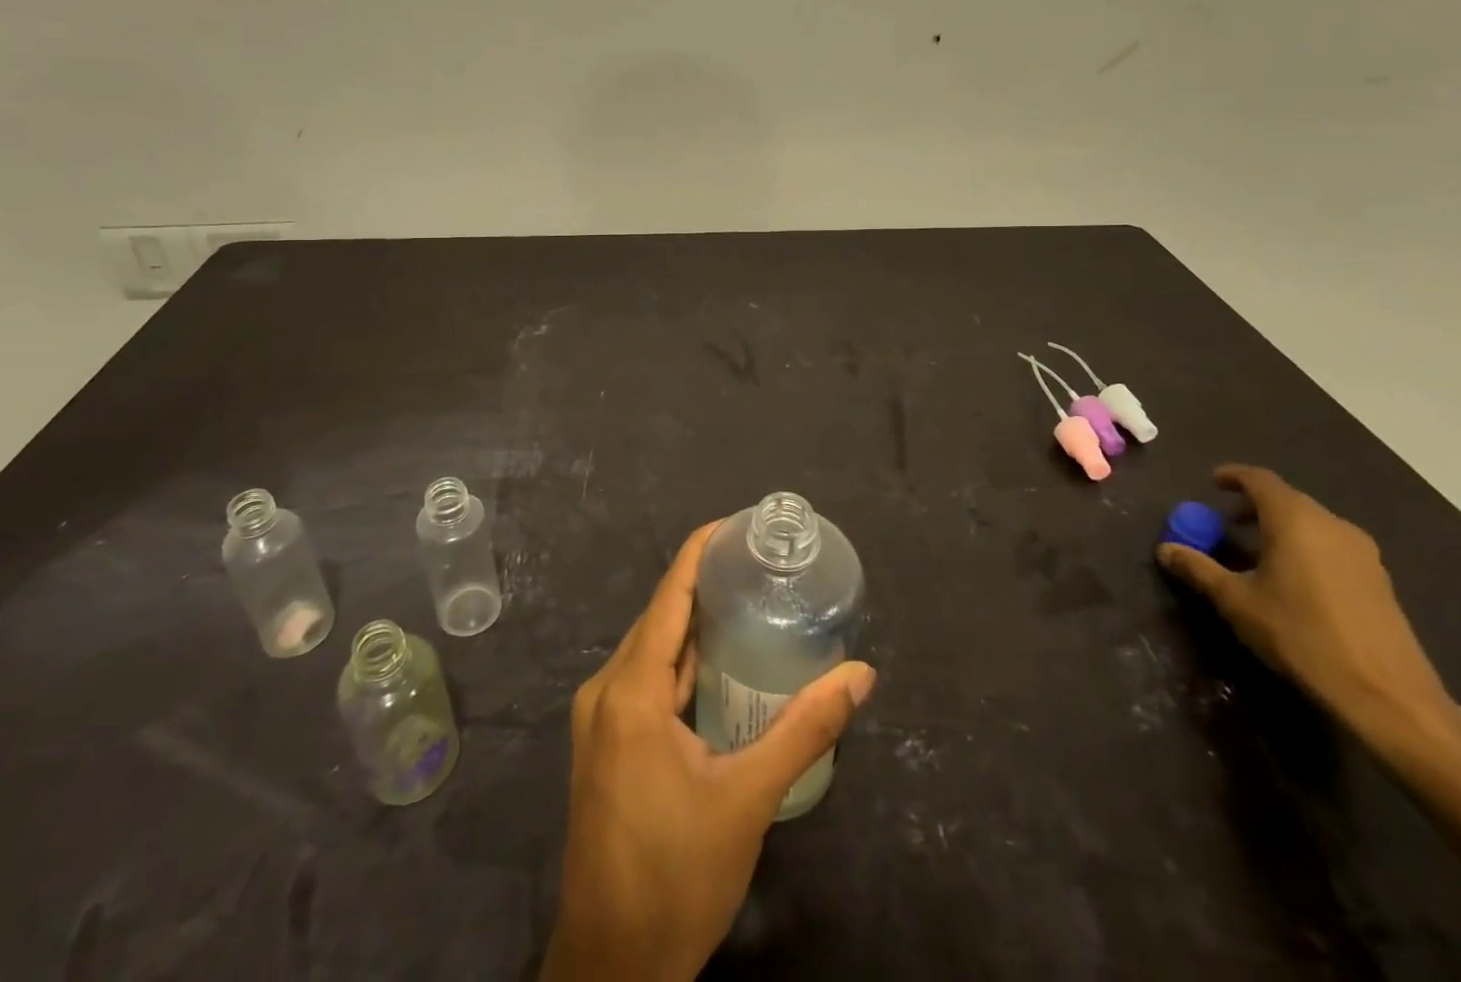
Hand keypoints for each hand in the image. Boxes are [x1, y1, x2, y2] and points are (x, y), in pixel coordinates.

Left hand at [541, 522, 876, 981]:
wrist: (610, 967)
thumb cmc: (675, 876)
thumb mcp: (748, 800)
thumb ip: (804, 730)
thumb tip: (861, 675)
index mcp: (630, 690)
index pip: (668, 595)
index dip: (699, 551)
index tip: (737, 524)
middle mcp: (606, 690)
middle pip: (659, 617)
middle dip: (703, 583)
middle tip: (757, 563)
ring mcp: (599, 718)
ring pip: (650, 650)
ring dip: (692, 625)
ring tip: (744, 599)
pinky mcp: (604, 743)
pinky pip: (643, 680)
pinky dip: (679, 662)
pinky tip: (716, 664)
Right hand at [1157, 465, 1456, 746]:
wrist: (1387, 695)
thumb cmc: (1301, 635)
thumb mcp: (1237, 602)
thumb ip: (1199, 569)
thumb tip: (1165, 549)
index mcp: (1295, 521)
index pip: (1260, 480)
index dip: (1234, 476)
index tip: (1212, 484)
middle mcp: (1332, 526)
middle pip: (1288, 500)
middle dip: (1254, 505)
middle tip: (1227, 522)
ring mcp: (1363, 553)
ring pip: (1312, 523)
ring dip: (1280, 527)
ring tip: (1256, 552)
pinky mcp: (1379, 580)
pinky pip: (1331, 545)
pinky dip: (1304, 546)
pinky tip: (1292, 578)